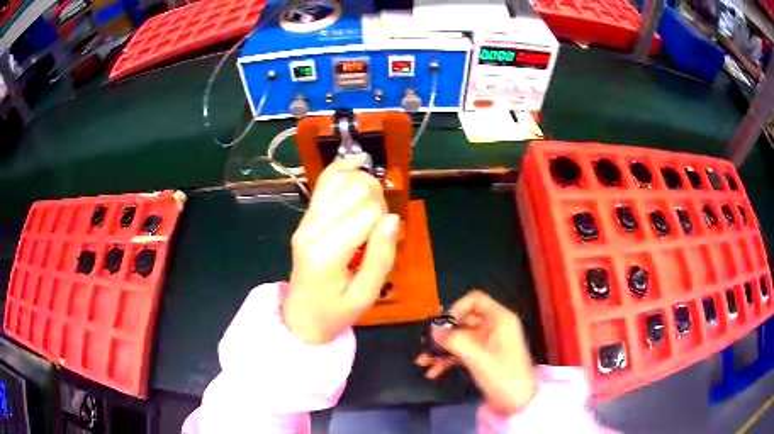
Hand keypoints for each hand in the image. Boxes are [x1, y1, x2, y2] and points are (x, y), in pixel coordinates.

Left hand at [283, 155, 399, 343]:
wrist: (301, 316)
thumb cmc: (336, 311)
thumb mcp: (366, 295)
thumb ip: (380, 257)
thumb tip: (393, 217)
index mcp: (326, 253)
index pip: (368, 212)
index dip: (385, 220)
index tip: (383, 240)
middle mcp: (311, 229)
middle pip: (354, 189)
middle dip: (377, 199)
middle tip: (378, 225)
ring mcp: (305, 221)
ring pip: (340, 180)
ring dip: (363, 184)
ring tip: (372, 204)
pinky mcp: (306, 217)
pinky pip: (324, 182)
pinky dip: (342, 168)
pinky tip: (358, 162)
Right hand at [415, 291, 536, 416]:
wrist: (518, 402)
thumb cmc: (501, 374)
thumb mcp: (476, 357)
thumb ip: (453, 340)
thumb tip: (433, 330)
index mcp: (499, 319)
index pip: (475, 300)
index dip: (456, 309)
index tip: (442, 326)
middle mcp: (494, 327)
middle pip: (464, 321)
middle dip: (443, 335)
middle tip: (425, 346)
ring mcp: (489, 343)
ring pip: (461, 339)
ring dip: (442, 350)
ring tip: (423, 363)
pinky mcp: (485, 358)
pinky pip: (464, 352)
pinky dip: (449, 360)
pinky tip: (434, 372)